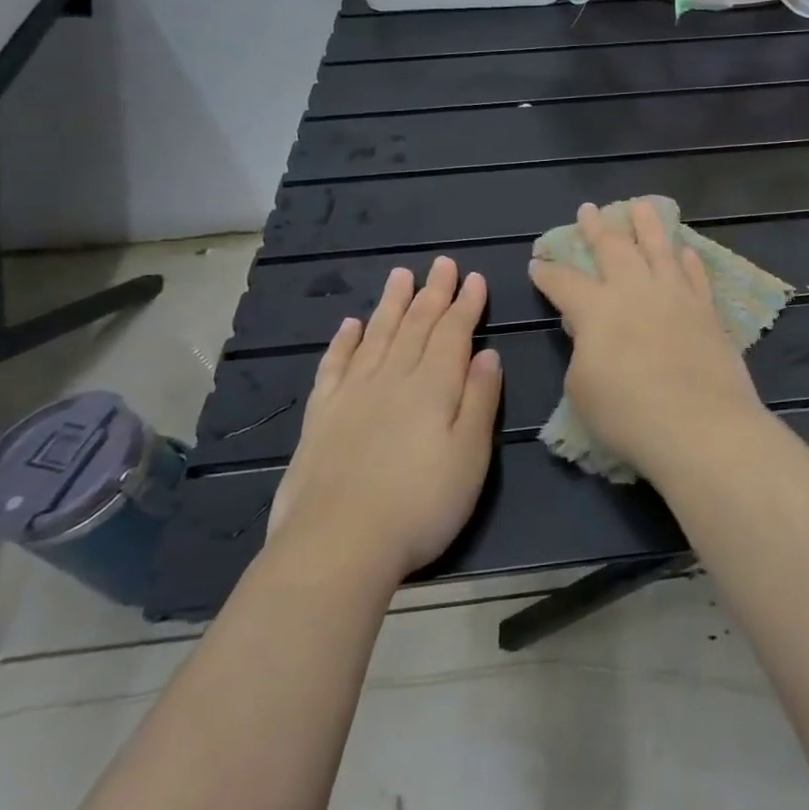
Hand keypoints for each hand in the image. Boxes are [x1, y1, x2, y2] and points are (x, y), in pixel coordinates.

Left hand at [268, 258, 502, 579]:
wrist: (337, 546)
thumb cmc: (420, 504)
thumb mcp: (470, 456)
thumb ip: (480, 401)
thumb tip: (487, 354)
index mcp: (433, 386)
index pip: (453, 333)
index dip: (465, 304)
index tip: (473, 278)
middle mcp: (393, 378)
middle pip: (416, 326)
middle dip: (433, 293)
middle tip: (441, 263)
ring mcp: (352, 395)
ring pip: (377, 336)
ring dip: (392, 304)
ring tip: (400, 276)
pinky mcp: (321, 417)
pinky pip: (334, 367)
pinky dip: (343, 342)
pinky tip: (350, 325)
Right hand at [528, 200, 765, 478]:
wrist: (701, 426)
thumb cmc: (629, 415)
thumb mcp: (582, 388)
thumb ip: (583, 351)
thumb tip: (590, 332)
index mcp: (597, 309)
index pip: (564, 282)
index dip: (547, 272)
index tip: (537, 263)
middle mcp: (635, 290)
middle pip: (613, 249)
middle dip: (597, 228)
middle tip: (588, 210)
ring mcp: (675, 296)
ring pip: (659, 248)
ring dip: (647, 225)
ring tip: (641, 205)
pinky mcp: (706, 310)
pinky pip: (695, 276)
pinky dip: (688, 260)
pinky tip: (685, 251)